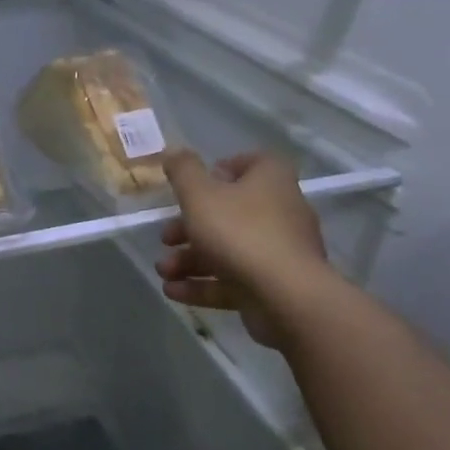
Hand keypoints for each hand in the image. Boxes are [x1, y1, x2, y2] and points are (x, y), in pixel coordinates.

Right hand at [157, 150, 329, 343]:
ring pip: (229, 250)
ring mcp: (280, 253)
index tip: (194, 186)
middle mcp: (281, 212)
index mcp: (270, 181)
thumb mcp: (199, 194)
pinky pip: (235, 280)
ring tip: (163, 271)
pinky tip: (173, 291)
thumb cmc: (240, 232)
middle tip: (165, 237)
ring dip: (190, 259)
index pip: (253, 163)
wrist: (287, 299)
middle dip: (190, 227)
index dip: (223, 170)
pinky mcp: (275, 287)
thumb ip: (183, 171)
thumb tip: (173, 150)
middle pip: (230, 212)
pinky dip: (204, 285)